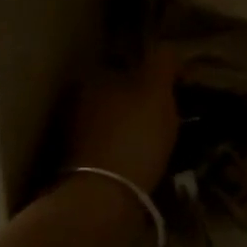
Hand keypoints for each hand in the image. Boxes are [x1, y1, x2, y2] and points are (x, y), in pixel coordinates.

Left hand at [67, 47, 179, 195]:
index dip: (150, 74)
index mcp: (91, 79)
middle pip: (115, 94)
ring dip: (131, 128)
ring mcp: (74, 137)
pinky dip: (126, 151)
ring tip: (159, 140)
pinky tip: (144, 161)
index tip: (173, 87)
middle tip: (168, 114)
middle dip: (138, 102)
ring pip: (112, 122)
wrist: (104, 198)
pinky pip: (110, 149)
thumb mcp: (156, 92)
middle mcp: (76, 103)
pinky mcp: (79, 167)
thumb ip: (162, 63)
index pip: (123, 65)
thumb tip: (166, 47)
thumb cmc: (134, 135)